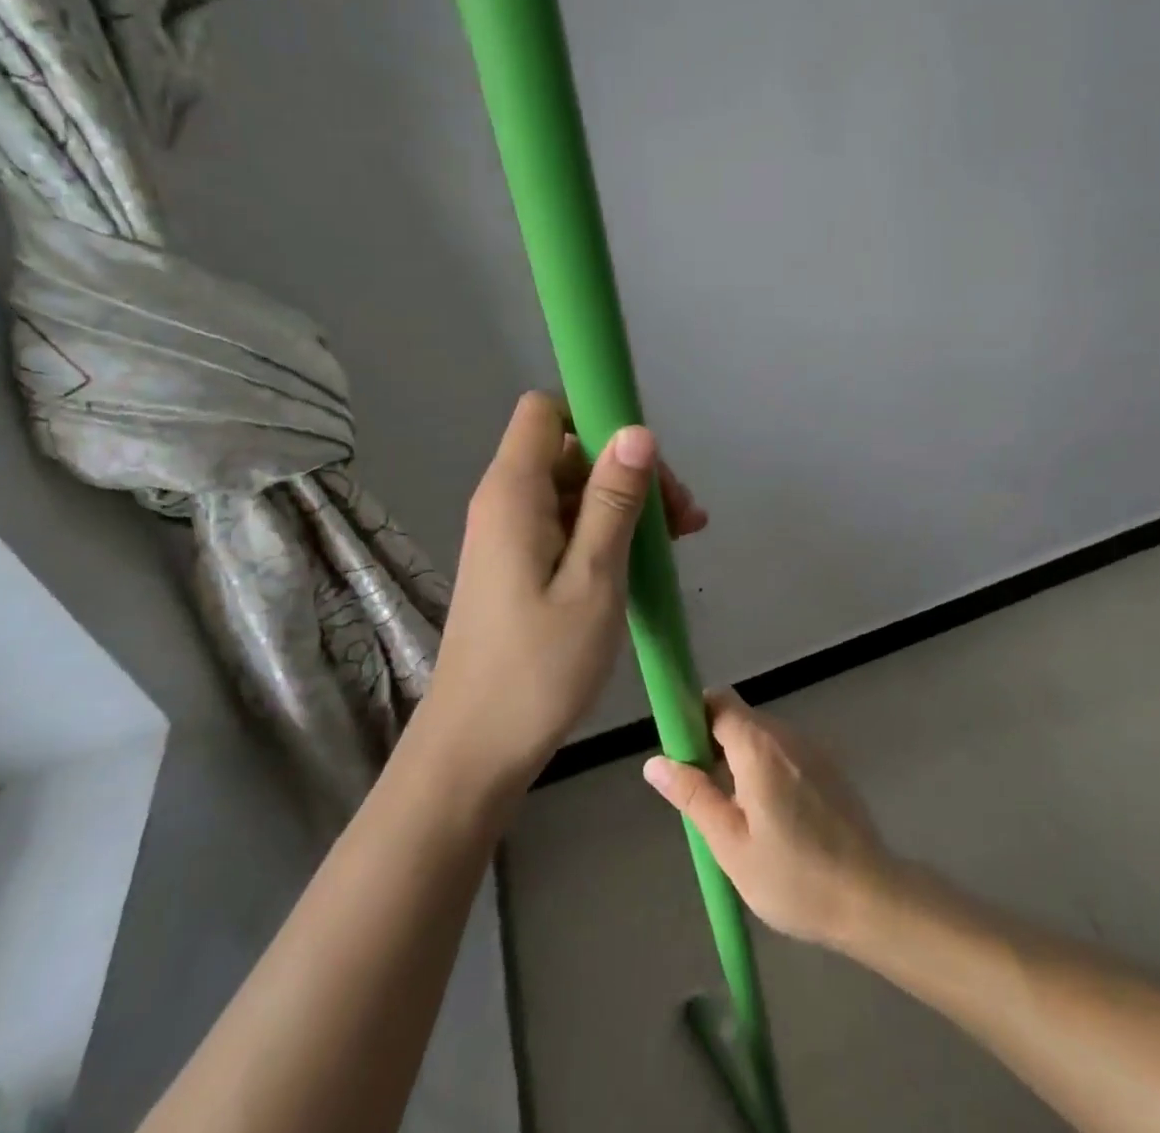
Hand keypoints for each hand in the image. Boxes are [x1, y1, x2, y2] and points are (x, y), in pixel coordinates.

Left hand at [415, 392, 705, 794]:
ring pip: (576, 488)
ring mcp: (512, 534)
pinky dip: (609, 530)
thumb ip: (613, 501)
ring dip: (628, 504)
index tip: (645, 458)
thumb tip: (637, 430)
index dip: (595, 416)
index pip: (546, 411)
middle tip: (682, 518)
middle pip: (572, 449)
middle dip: (629, 469)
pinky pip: (569, 523)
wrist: (477, 749)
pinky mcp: (520, 564)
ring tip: (679, 542)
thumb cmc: (539, 667)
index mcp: (514, 493)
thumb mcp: (593, 580)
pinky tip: (648, 560)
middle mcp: (506, 501)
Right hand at [643, 692, 895, 947]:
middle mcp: (786, 735)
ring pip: (762, 738)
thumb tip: (655, 761)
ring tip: (737, 818)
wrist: (871, 897)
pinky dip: (768, 771)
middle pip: (739, 719)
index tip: (682, 756)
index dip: (693, 718)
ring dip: (741, 762)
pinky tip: (772, 820)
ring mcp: (812, 749)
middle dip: (713, 746)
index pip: (717, 701)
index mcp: (758, 745)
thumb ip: (694, 796)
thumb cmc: (793, 876)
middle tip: (704, 799)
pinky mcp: (828, 768)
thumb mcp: (731, 844)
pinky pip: (785, 754)